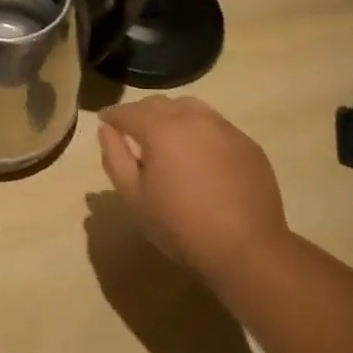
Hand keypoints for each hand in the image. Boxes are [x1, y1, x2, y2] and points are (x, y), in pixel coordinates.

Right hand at [97, 97, 290, 284]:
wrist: (247, 249)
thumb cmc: (180, 226)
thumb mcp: (134, 197)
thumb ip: (115, 158)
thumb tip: (106, 130)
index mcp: (161, 130)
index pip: (128, 111)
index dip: (112, 115)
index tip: (104, 121)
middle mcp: (193, 119)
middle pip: (159, 103)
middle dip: (140, 112)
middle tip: (131, 131)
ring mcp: (225, 128)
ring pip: (190, 107)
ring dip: (171, 115)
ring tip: (166, 137)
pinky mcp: (247, 143)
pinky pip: (215, 124)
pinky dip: (198, 129)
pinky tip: (198, 153)